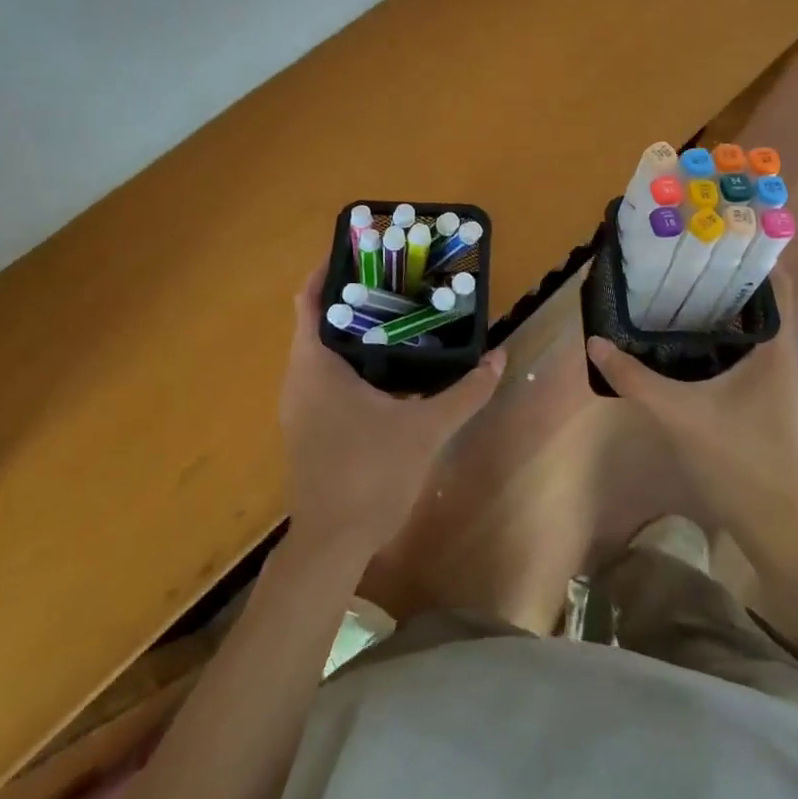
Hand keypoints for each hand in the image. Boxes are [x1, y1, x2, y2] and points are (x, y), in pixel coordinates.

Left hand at [281, 264, 505, 560]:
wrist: (332, 546)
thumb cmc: (370, 474)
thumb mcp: (426, 428)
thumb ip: (465, 391)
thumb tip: (499, 356)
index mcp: (314, 365)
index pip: (309, 300)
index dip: (328, 271)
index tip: (361, 252)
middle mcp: (298, 378)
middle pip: (317, 321)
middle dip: (352, 299)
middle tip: (394, 281)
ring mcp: (298, 405)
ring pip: (320, 351)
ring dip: (351, 332)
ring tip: (396, 315)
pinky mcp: (306, 427)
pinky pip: (323, 376)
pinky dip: (348, 361)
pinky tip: (386, 369)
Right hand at [586, 276, 797, 555]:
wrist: (772, 525)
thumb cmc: (736, 460)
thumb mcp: (677, 414)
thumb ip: (634, 377)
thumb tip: (595, 341)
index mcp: (775, 350)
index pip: (778, 286)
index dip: (753, 255)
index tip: (716, 234)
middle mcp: (780, 357)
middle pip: (759, 301)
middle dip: (725, 275)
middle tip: (682, 255)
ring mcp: (772, 380)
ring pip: (750, 327)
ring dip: (720, 306)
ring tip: (677, 284)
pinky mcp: (760, 398)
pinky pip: (742, 350)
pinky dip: (718, 334)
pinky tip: (684, 337)